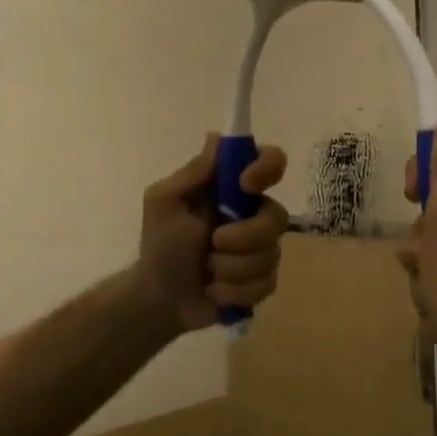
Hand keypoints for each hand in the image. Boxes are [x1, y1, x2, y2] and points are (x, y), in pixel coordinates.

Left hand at [137, 138, 289, 332]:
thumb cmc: (160, 243)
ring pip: (271, 254)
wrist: (159, 297)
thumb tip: (217, 137)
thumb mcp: (164, 202)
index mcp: (233, 188)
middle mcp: (254, 212)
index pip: (271, 161)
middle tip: (214, 243)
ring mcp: (262, 247)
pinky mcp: (263, 279)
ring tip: (208, 272)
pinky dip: (235, 291)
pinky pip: (266, 283)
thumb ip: (192, 173)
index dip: (267, 168)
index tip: (246, 184)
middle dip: (245, 236)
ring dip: (232, 268)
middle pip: (278, 216)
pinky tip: (215, 291)